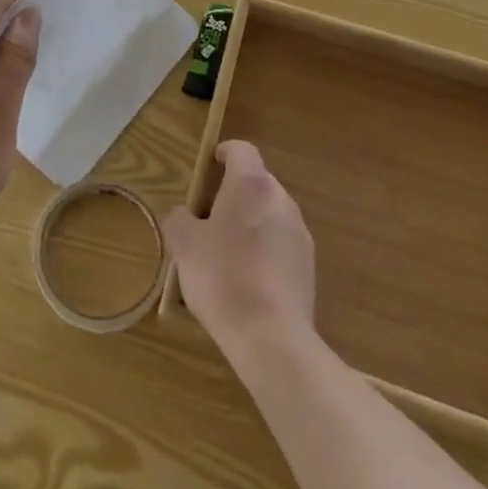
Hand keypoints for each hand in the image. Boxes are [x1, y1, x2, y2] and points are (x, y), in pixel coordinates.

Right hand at [164, 141, 315, 358]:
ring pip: (270, 215)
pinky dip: (265, 251)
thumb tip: (181, 215)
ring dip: (251, 223)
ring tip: (227, 253)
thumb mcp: (185, 246)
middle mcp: (280, 200)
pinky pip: (281, 245)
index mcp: (252, 184)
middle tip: (209, 217)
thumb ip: (179, 220)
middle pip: (257, 183)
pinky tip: (247, 281)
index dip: (225, 153)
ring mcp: (299, 234)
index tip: (210, 166)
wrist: (272, 338)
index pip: (242, 150)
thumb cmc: (223, 277)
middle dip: (235, 194)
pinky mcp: (308, 267)